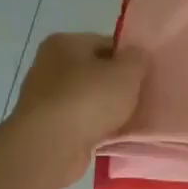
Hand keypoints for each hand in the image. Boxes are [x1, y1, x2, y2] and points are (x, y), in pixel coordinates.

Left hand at [9, 33, 146, 187]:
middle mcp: (48, 65)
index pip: (105, 43)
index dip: (128, 58)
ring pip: (86, 98)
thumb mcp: (127, 72)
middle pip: (94, 71)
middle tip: (139, 98)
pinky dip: (93, 126)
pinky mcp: (44, 126)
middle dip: (116, 85)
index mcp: (64, 43)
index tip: (144, 76)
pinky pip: (78, 121)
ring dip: (105, 108)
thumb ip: (137, 59)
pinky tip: (108, 135)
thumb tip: (136, 56)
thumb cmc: (89, 99)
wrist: (50, 145)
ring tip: (126, 120)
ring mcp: (43, 97)